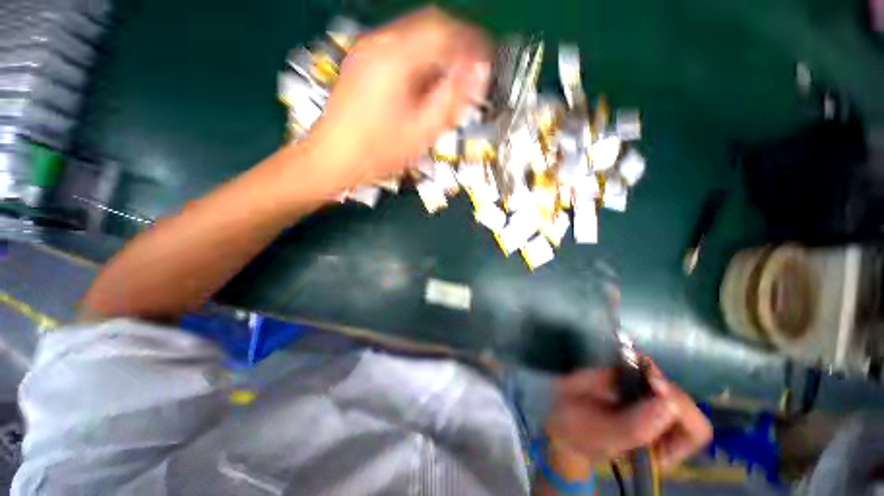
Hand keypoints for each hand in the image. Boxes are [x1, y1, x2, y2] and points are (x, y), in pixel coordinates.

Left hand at [307, 7, 490, 190]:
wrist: (333, 158)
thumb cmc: (377, 152)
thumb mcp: (422, 132)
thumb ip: (453, 100)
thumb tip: (478, 74)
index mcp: (397, 58)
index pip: (445, 31)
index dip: (471, 44)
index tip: (485, 62)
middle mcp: (380, 43)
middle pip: (430, 25)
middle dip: (457, 45)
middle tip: (471, 70)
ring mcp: (367, 50)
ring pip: (415, 35)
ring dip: (439, 52)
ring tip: (451, 80)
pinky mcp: (362, 62)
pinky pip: (400, 47)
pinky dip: (421, 59)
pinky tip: (425, 83)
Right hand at [545, 362, 711, 472]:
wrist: (558, 412)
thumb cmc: (578, 432)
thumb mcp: (603, 437)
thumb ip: (635, 428)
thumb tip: (668, 402)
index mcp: (661, 448)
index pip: (694, 430)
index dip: (681, 409)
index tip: (654, 389)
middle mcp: (662, 426)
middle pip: (684, 402)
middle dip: (665, 386)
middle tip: (642, 373)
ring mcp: (647, 401)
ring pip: (667, 383)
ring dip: (652, 372)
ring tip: (632, 364)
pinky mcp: (632, 382)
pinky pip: (646, 369)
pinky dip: (639, 361)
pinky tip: (628, 357)